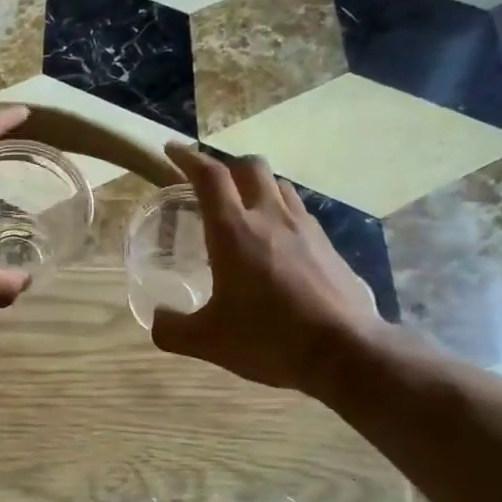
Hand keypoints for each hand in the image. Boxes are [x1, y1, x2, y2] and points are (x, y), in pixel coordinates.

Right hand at [151, 142, 381, 393]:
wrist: (345, 351)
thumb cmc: (268, 338)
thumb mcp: (208, 341)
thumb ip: (172, 329)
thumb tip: (157, 319)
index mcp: (234, 231)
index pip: (209, 176)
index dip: (188, 158)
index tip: (171, 151)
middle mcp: (270, 217)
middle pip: (249, 166)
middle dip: (226, 166)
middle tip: (210, 185)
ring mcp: (305, 228)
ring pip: (279, 185)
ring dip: (256, 186)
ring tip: (244, 209)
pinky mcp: (328, 245)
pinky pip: (299, 212)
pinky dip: (280, 212)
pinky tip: (277, 243)